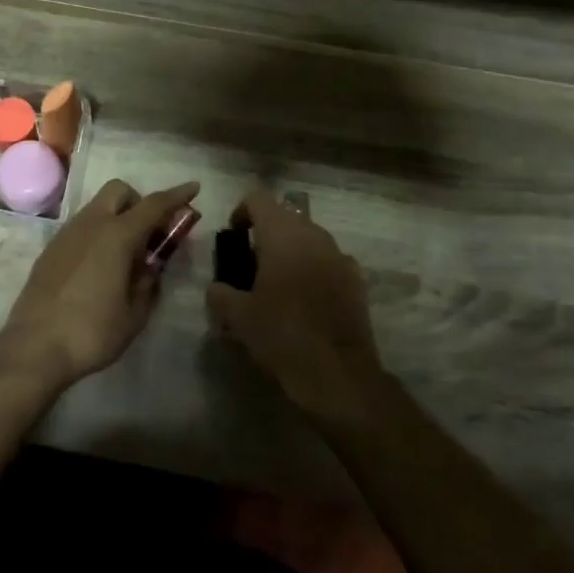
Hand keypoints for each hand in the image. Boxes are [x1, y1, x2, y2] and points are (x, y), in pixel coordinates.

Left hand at [0, 179, 200, 390]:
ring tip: (127, 255)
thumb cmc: (92, 331)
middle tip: (151, 233)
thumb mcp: (134, 313)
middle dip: (140, 201)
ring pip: (97, 207)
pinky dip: (98, 233)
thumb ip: (149, 282)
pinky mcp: (51, 249)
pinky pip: (82, 227)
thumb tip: (152, 267)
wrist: (34, 346)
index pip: (154, 204)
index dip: (177, 195)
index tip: (194, 188)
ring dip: (117, 217)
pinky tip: (101, 266)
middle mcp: (91, 224)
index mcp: (117, 235)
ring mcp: (67, 234)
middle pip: (119, 191)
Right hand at [205, 191, 384, 422]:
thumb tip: (216, 288)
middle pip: (285, 217)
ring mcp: (340, 255)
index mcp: (282, 234)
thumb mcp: (238, 317)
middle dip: (266, 234)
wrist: (338, 373)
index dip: (241, 212)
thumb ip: (220, 294)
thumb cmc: (282, 334)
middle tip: (251, 265)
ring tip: (277, 284)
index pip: (258, 199)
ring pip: (309, 239)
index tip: (234, 238)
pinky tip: (306, 301)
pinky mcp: (356, 280)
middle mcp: (314, 235)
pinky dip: (314, 270)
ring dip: (291, 251)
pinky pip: (328, 261)